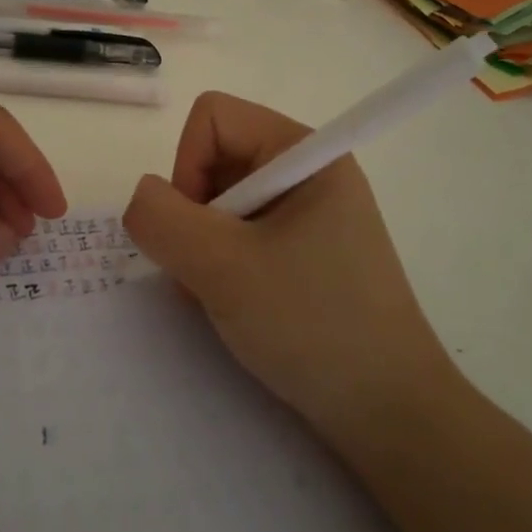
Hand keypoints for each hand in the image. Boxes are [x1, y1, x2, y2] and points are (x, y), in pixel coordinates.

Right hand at [123, 92, 457, 449]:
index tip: (199, 231)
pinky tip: (237, 304)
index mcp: (306, 153)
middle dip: (195, 213)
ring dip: (205, 245)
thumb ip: (162, 219)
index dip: (187, 165)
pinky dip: (223, 263)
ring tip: (223, 295)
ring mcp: (310, 213)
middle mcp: (309, 171)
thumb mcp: (223, 268)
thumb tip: (142, 197)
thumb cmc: (312, 325)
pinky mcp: (307, 251)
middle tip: (208, 271)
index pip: (213, 118)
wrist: (389, 414)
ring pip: (222, 200)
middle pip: (216, 157)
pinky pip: (242, 233)